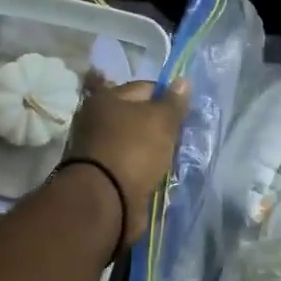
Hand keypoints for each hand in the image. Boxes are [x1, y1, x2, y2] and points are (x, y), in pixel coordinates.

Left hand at [66, 74, 189, 246]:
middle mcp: (96, 120)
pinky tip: (157, 174)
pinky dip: (142, 169)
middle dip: (159, 127)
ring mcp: (96, 149)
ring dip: (151, 150)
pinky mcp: (101, 175)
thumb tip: (183, 81)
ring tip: (172, 159)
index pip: (145, 88)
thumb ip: (173, 102)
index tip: (185, 115)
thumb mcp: (161, 121)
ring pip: (133, 143)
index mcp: (106, 98)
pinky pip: (129, 165)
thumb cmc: (133, 149)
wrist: (106, 199)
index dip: (167, 98)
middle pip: (137, 117)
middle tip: (180, 138)